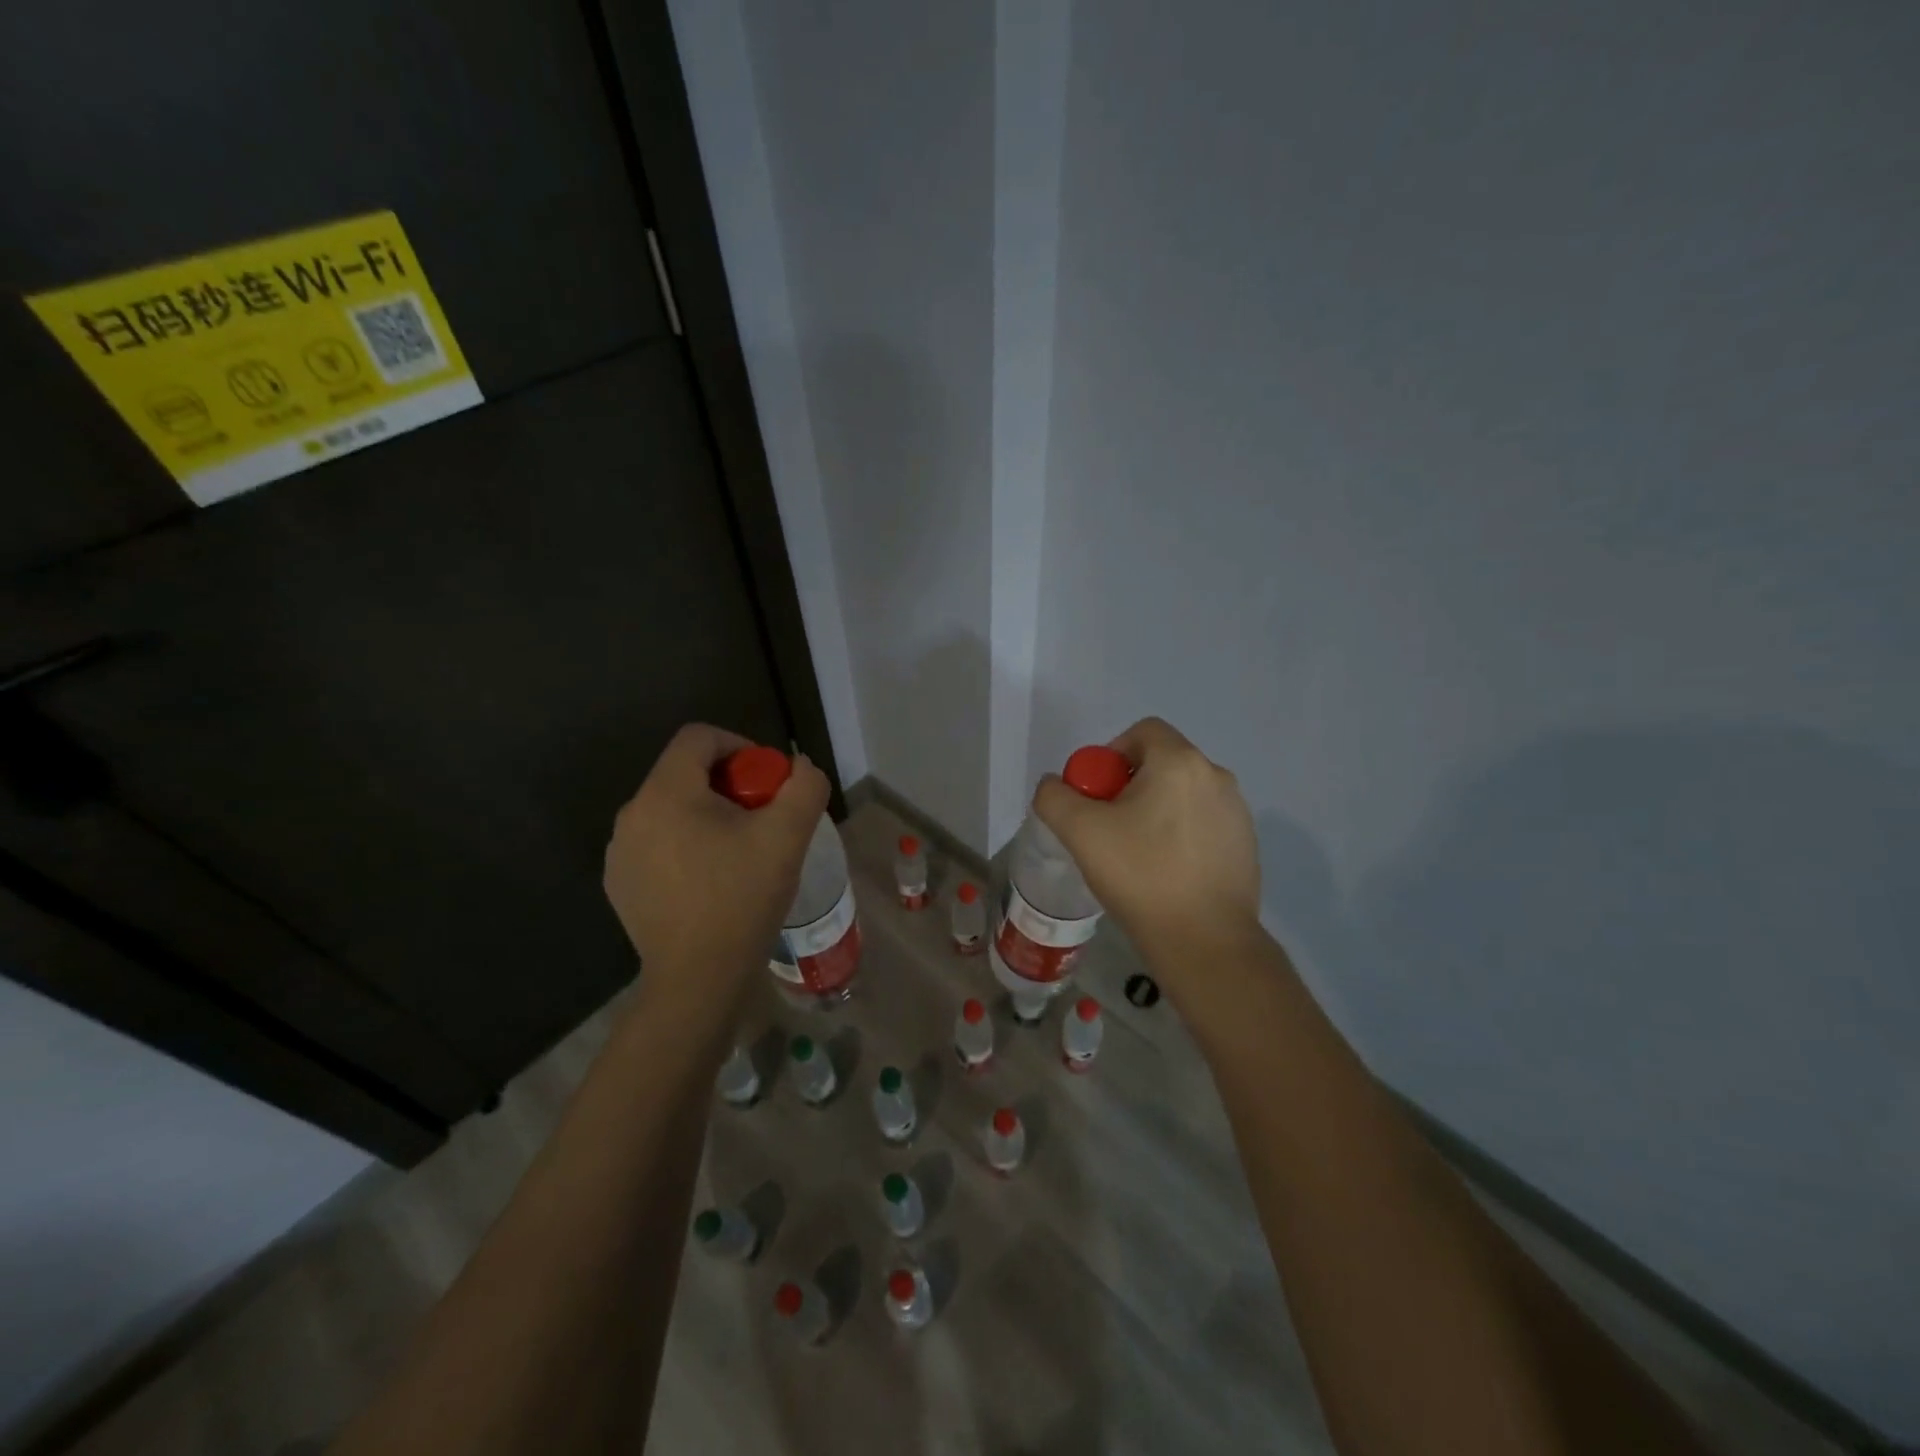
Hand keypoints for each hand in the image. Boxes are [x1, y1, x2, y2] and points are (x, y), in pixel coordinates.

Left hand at [603, 725, 829, 998]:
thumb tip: (800, 768)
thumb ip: (804, 786)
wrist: (698, 979)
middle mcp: (632, 815)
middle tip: (762, 820)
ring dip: (708, 816)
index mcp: (665, 793)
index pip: (699, 738)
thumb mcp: (788, 836)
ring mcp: (620, 852)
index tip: (767, 782)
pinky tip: (712, 881)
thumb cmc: (742, 899)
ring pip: (672, 810)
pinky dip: (687, 846)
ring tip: (740, 853)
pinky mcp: (620, 883)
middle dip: (730, 786)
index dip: (740, 746)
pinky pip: (658, 843)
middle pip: (685, 773)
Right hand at [1034, 718, 1261, 976]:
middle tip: (1108, 828)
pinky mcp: (1246, 844)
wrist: (1205, 941)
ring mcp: (1237, 812)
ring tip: (1136, 854)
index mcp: (1181, 762)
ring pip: (1182, 795)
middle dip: (1129, 787)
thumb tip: (1056, 785)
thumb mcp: (1080, 832)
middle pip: (1161, 763)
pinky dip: (1180, 835)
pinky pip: (1202, 823)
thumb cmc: (1141, 876)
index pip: (1142, 731)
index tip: (1097, 796)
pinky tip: (1167, 873)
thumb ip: (1055, 796)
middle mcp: (1216, 776)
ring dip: (1155, 811)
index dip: (1110, 755)